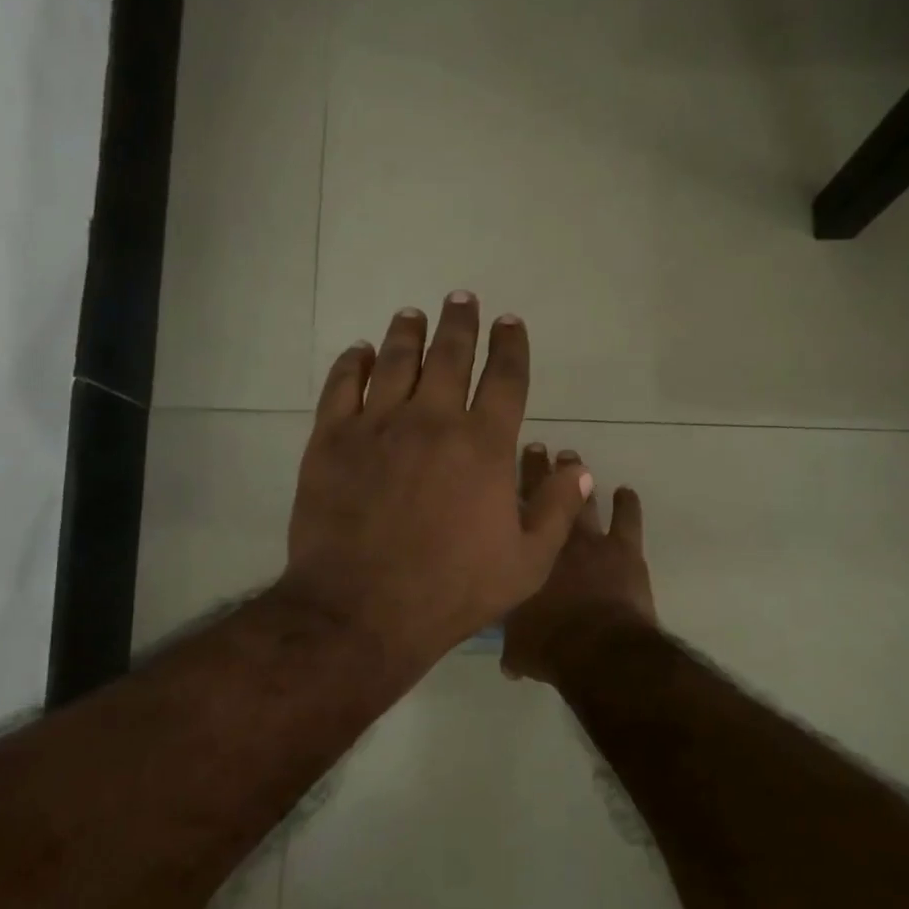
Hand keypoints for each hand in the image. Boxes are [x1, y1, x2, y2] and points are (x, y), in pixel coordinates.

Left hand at [281, 294, 594, 673]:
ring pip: (395, 360)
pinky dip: (352, 363)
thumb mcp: (526, 564)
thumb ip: (556, 509)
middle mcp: (433, 420)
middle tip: (462, 298)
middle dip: (460, 322)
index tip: (510, 323)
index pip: (505, 378)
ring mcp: (377, 426)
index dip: (510, 345)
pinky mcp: (331, 440)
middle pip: (450, 355)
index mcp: (485, 446)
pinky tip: (359, 352)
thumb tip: (577, 466)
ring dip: (407, 333)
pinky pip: (342, 386)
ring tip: (413, 314)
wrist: (362, 610)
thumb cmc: (451, 591)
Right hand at [502, 445, 657, 682]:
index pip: (509, 517)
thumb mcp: (518, 650)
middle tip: (538, 448)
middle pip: (542, 495)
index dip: (506, 492)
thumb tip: (508, 661)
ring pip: (581, 499)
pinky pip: (627, 519)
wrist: (597, 647)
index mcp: (521, 559)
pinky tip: (626, 491)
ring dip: (577, 478)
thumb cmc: (550, 646)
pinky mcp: (624, 550)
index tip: (503, 470)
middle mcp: (551, 540)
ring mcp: (590, 542)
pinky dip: (627, 504)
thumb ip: (513, 647)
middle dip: (538, 470)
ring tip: (572, 458)